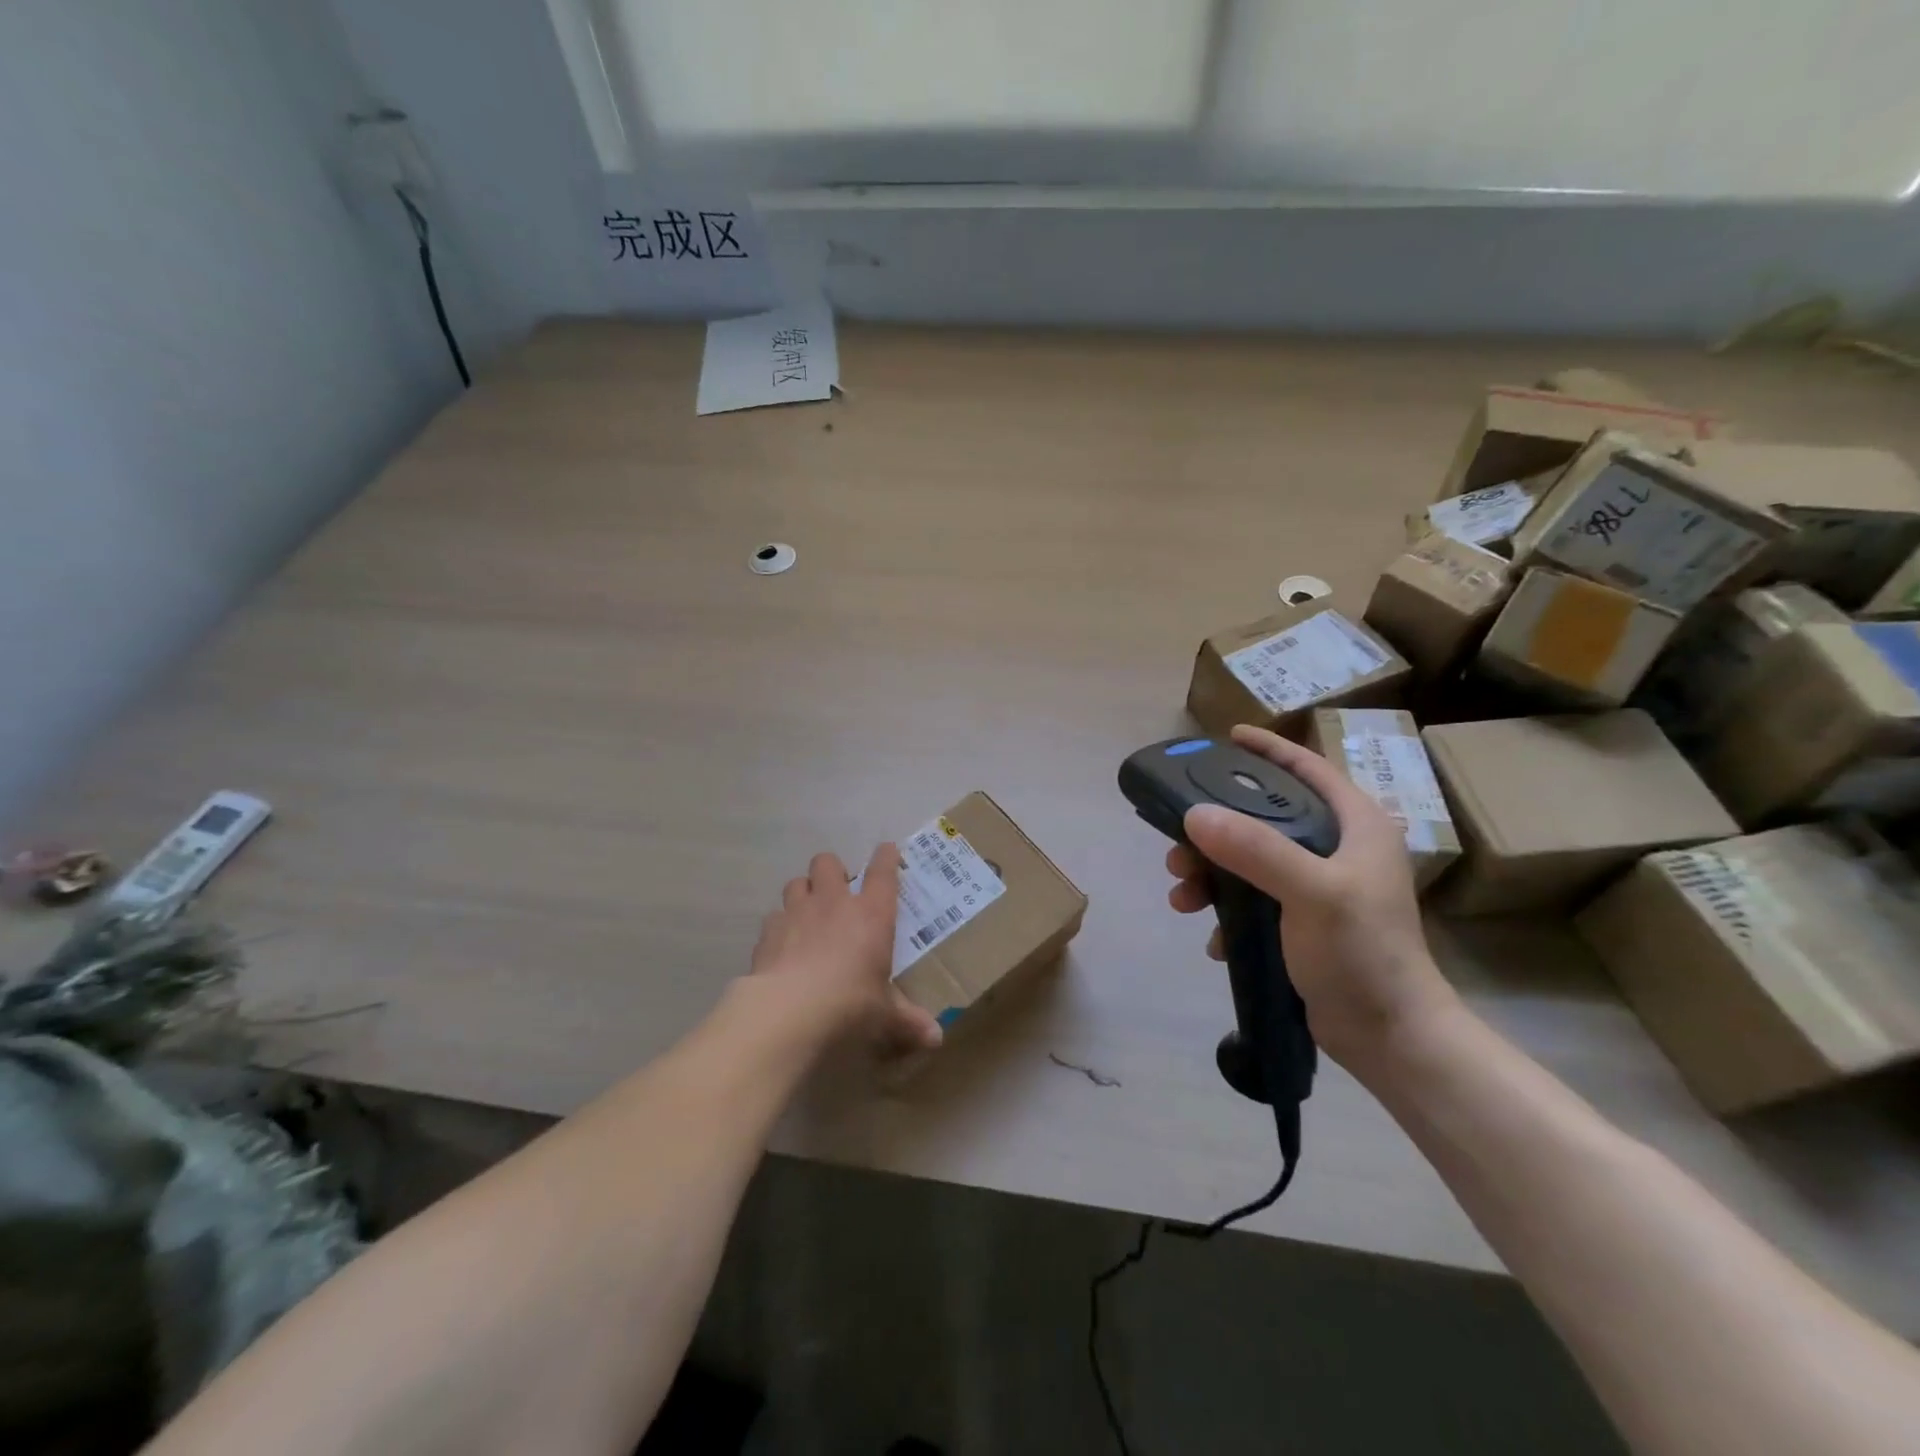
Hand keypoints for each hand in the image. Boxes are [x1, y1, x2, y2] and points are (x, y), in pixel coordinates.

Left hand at [750, 845, 943, 1056]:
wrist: (789, 1011)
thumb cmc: (850, 1004)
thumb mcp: (885, 1017)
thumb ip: (908, 1022)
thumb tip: (936, 1039)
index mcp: (872, 914)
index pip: (883, 872)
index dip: (886, 858)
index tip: (888, 851)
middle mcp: (834, 902)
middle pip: (828, 863)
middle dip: (833, 871)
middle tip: (839, 893)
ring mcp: (797, 912)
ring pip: (797, 882)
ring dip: (803, 892)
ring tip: (808, 914)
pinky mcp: (768, 931)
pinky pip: (774, 916)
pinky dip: (780, 926)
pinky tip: (783, 945)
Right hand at [1165, 724, 1458, 1069]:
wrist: (1391, 1038)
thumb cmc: (1363, 954)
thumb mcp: (1312, 893)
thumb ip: (1255, 849)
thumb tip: (1193, 815)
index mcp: (1355, 826)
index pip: (1307, 768)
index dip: (1267, 750)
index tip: (1225, 738)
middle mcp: (1338, 849)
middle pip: (1265, 817)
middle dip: (1216, 828)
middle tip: (1177, 843)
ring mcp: (1320, 888)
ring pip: (1250, 861)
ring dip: (1211, 875)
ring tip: (1182, 898)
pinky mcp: (1303, 923)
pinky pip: (1252, 901)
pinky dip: (1227, 913)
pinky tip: (1214, 939)